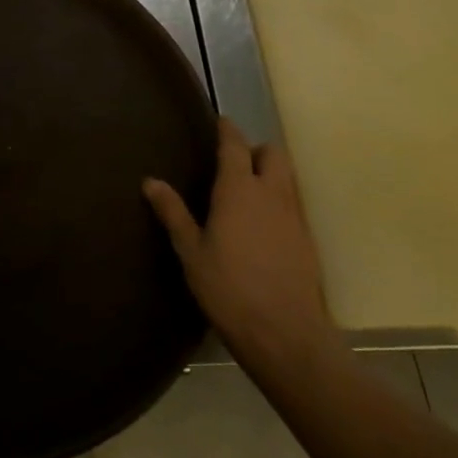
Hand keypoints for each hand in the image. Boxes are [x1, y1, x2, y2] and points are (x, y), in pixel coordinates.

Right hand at [144, 120, 336, 378]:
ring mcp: (294, 217)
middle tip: (234, 162)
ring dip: (270, 174)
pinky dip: (279, 202)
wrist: (286, 335)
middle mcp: (271, 194)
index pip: (235, 145)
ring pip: (287, 178)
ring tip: (247, 191)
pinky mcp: (307, 241)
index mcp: (239, 190)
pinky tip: (263, 225)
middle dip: (256, 150)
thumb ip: (173, 213)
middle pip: (273, 154)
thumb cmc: (229, 289)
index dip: (228, 130)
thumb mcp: (190, 252)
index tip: (220, 122)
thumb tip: (150, 181)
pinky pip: (293, 205)